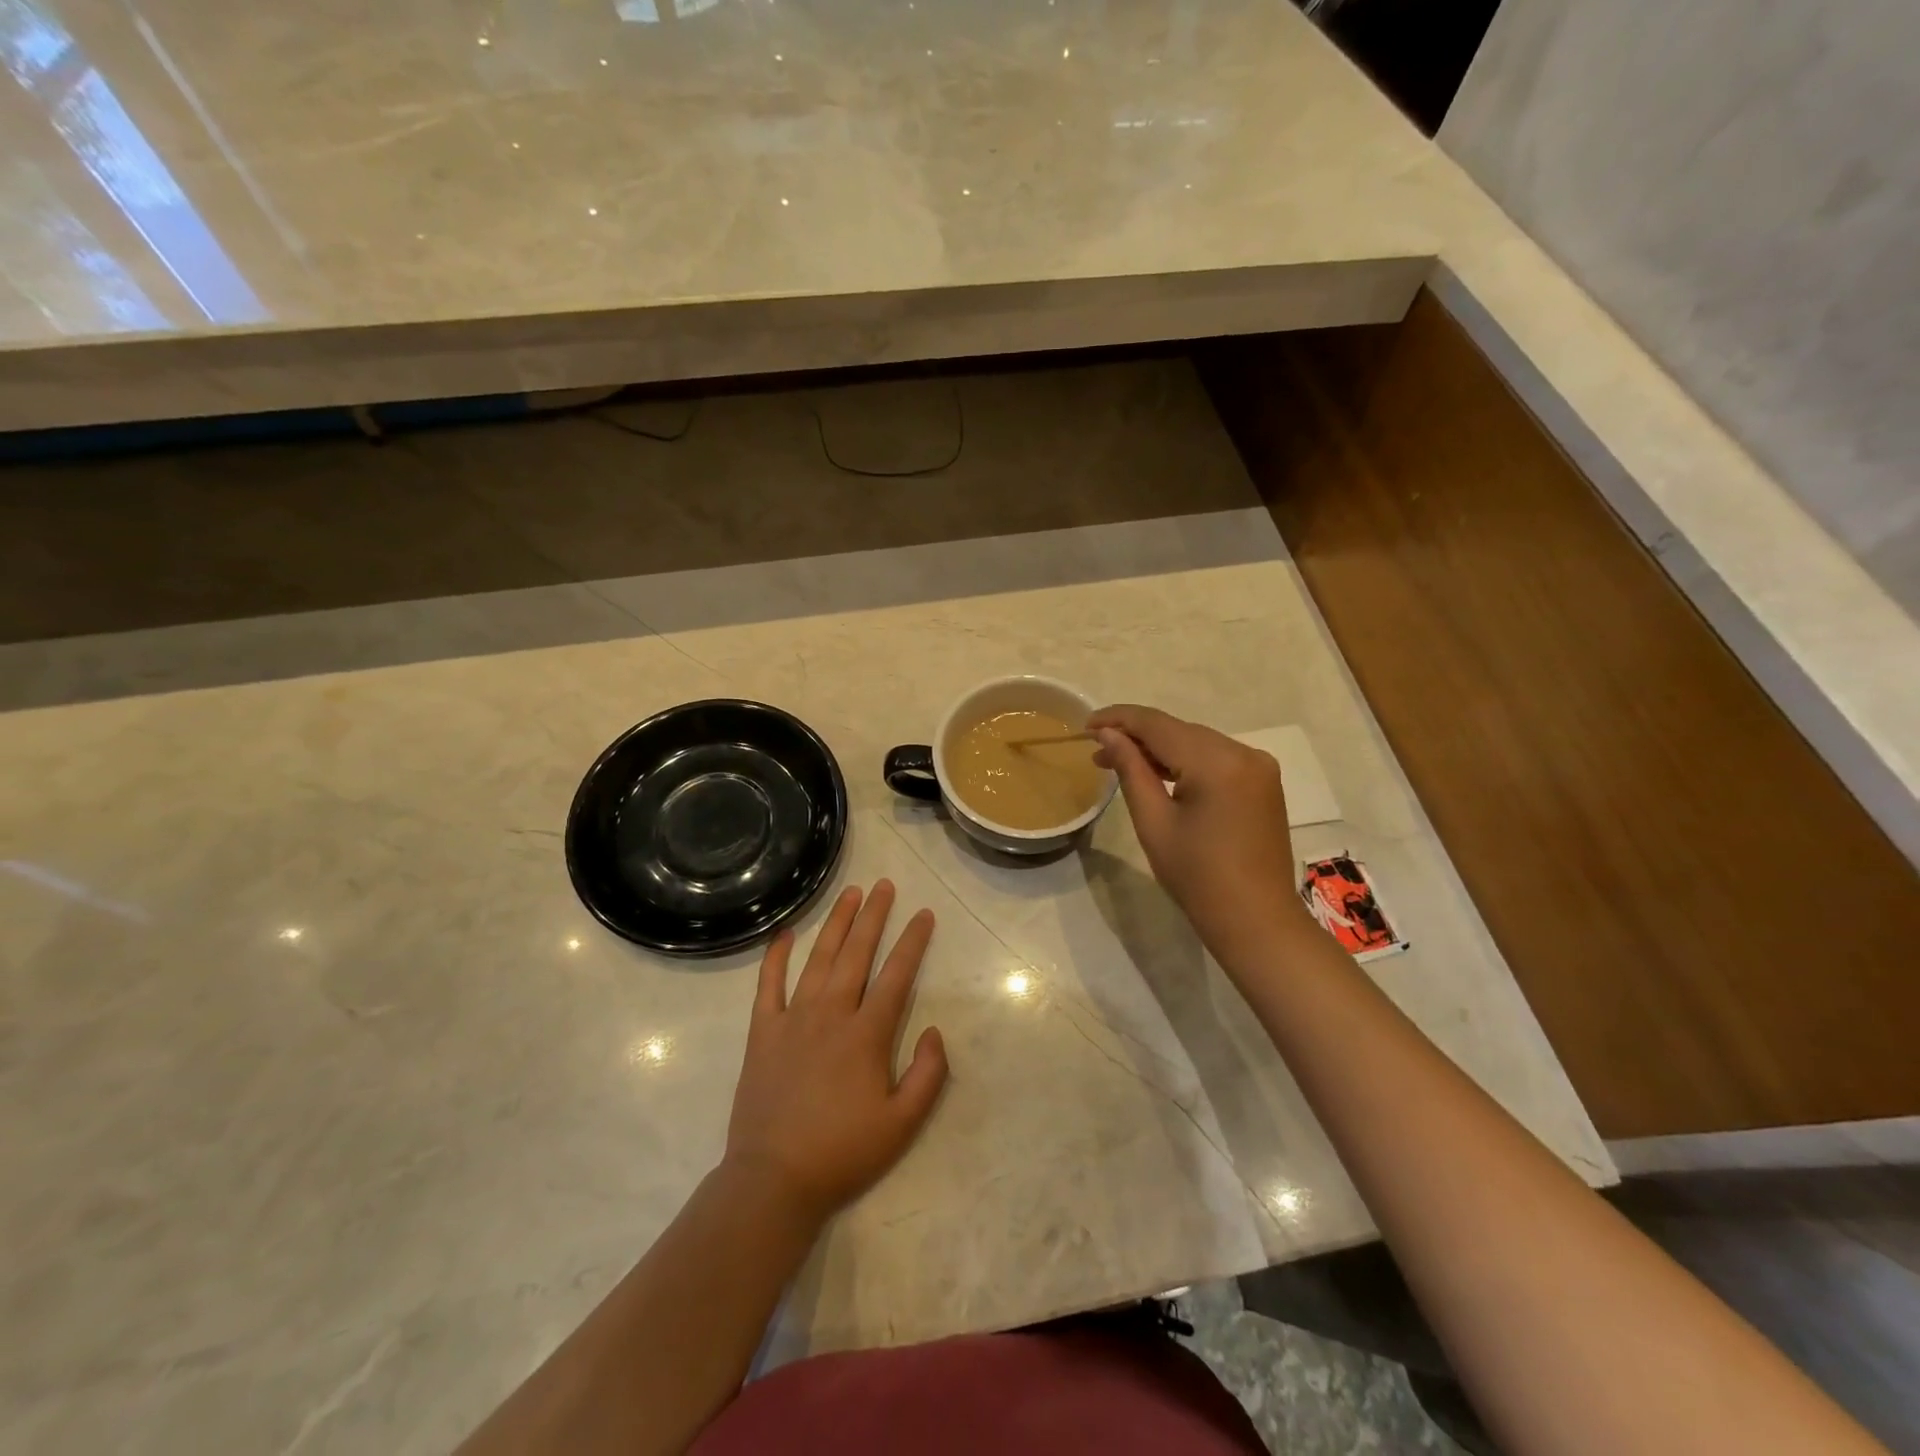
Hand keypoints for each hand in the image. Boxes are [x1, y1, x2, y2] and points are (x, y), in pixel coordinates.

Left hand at [724, 881, 948, 1225]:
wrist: (774, 1180)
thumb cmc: (843, 1152)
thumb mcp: (902, 1124)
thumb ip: (928, 1075)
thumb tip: (935, 1030)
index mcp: (866, 1034)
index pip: (896, 975)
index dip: (913, 942)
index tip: (924, 914)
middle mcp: (831, 1014)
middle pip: (857, 953)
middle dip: (874, 916)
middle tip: (885, 885)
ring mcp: (793, 1019)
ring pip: (819, 959)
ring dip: (837, 924)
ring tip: (850, 894)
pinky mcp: (763, 1032)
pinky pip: (769, 984)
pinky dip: (777, 956)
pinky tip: (786, 933)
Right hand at [1089, 705, 1310, 958]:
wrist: (1256, 920)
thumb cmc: (1197, 877)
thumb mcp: (1153, 822)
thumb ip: (1131, 769)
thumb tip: (1108, 733)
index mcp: (1217, 762)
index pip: (1157, 724)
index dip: (1118, 719)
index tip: (1085, 725)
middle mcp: (1244, 752)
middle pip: (1179, 729)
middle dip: (1136, 736)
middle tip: (1098, 751)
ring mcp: (1259, 765)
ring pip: (1197, 741)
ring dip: (1160, 748)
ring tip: (1121, 761)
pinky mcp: (1263, 781)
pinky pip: (1216, 757)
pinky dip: (1186, 760)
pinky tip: (1160, 773)